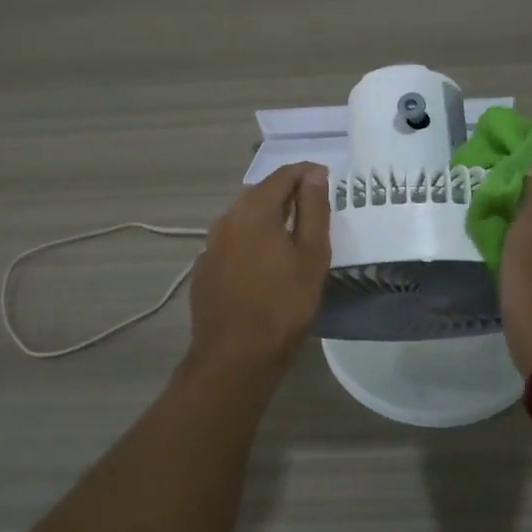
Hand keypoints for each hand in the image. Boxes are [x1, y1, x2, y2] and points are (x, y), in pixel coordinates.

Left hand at [186, 163, 331, 376]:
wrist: (235, 357)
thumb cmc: (283, 304)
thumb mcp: (311, 255)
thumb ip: (314, 208)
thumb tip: (315, 173)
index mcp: (253, 210)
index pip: (282, 175)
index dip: (306, 173)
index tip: (326, 180)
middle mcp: (226, 219)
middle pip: (260, 194)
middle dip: (287, 194)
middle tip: (314, 208)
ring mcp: (210, 245)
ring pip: (244, 218)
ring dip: (268, 217)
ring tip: (293, 235)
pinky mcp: (205, 269)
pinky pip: (232, 241)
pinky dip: (251, 240)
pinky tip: (265, 263)